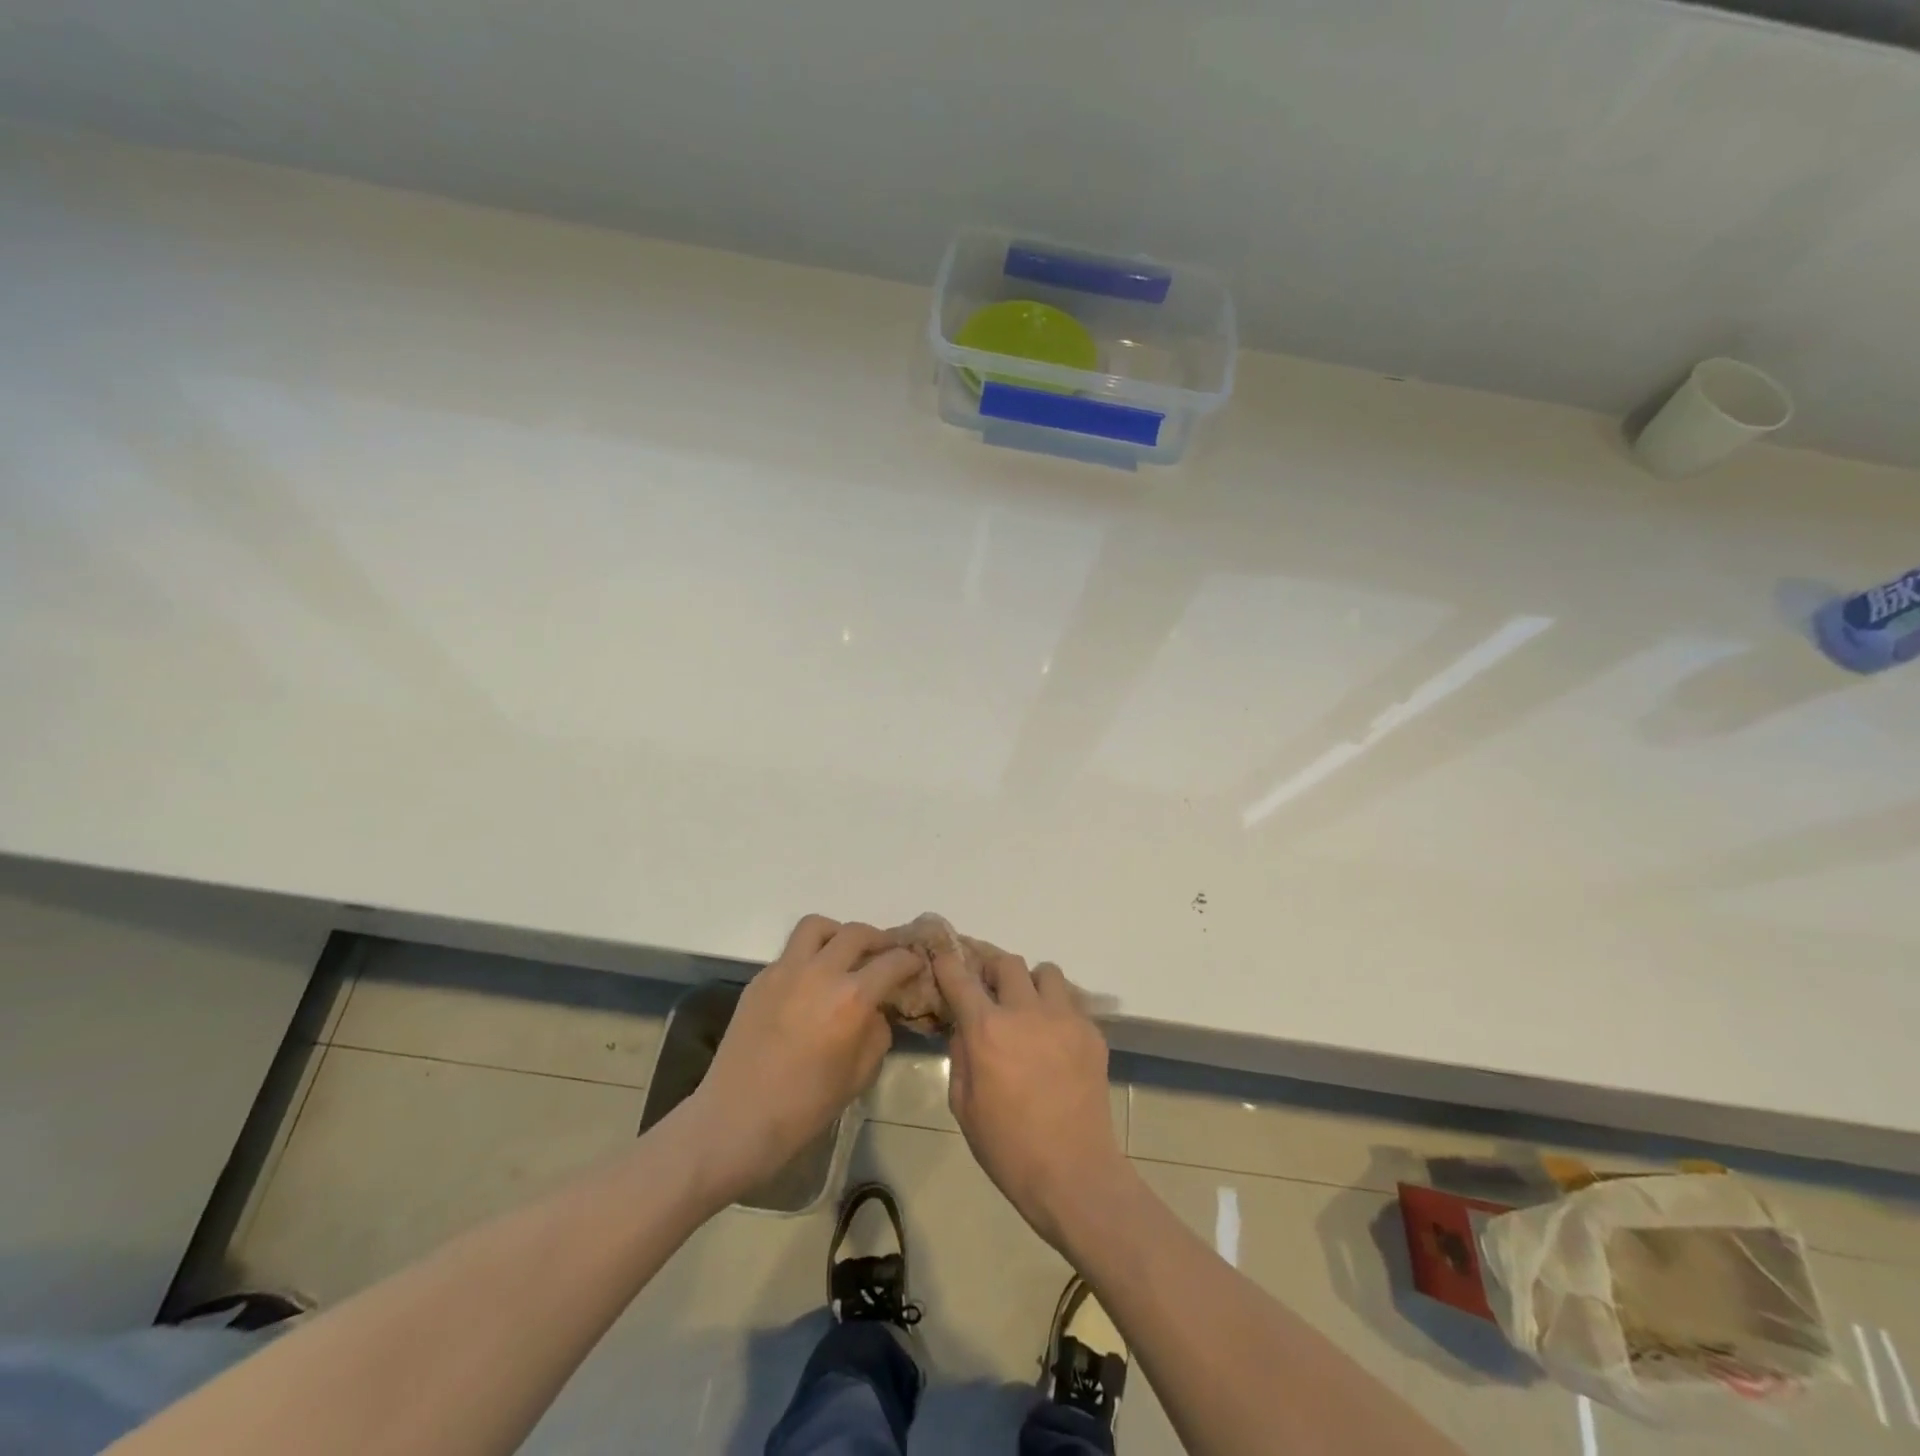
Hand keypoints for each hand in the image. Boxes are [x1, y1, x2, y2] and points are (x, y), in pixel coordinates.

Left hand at [689, 915, 919, 1201]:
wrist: (737, 1119)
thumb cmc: (806, 1106)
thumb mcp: (860, 1074)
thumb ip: (877, 1031)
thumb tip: (877, 1009)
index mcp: (851, 998)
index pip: (892, 962)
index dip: (910, 961)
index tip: (916, 964)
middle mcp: (820, 972)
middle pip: (856, 933)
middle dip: (879, 940)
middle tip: (885, 954)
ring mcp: (785, 971)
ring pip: (817, 927)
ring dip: (838, 934)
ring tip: (844, 954)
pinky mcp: (760, 979)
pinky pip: (791, 952)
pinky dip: (809, 956)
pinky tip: (811, 984)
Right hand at [933, 940, 1126, 1249]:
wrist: (1073, 1174)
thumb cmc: (1008, 1148)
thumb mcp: (964, 1106)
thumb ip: (960, 1057)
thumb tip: (964, 1028)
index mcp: (988, 1030)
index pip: (961, 978)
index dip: (949, 962)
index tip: (944, 956)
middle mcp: (1026, 1012)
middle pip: (1008, 963)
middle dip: (993, 969)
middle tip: (990, 988)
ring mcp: (1064, 1019)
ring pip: (1046, 973)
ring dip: (1032, 983)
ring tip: (1029, 1009)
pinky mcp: (1092, 1033)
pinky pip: (1071, 1002)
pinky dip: (1058, 1010)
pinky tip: (1055, 1040)